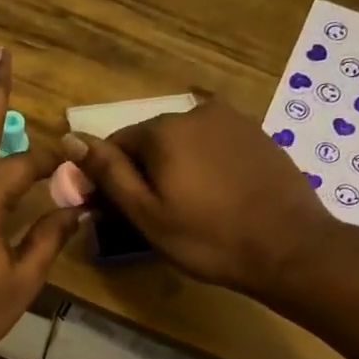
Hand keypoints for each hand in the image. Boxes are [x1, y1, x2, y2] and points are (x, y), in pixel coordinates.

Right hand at [63, 96, 336, 295]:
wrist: (288, 247)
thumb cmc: (207, 238)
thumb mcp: (146, 213)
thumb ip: (107, 173)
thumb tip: (70, 138)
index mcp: (163, 129)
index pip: (116, 144)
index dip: (108, 177)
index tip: (113, 211)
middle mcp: (196, 111)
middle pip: (150, 140)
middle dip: (143, 171)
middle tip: (150, 216)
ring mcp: (232, 120)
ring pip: (183, 143)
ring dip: (174, 169)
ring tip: (186, 209)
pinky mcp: (257, 135)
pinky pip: (213, 146)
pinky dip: (204, 167)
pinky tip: (214, 199)